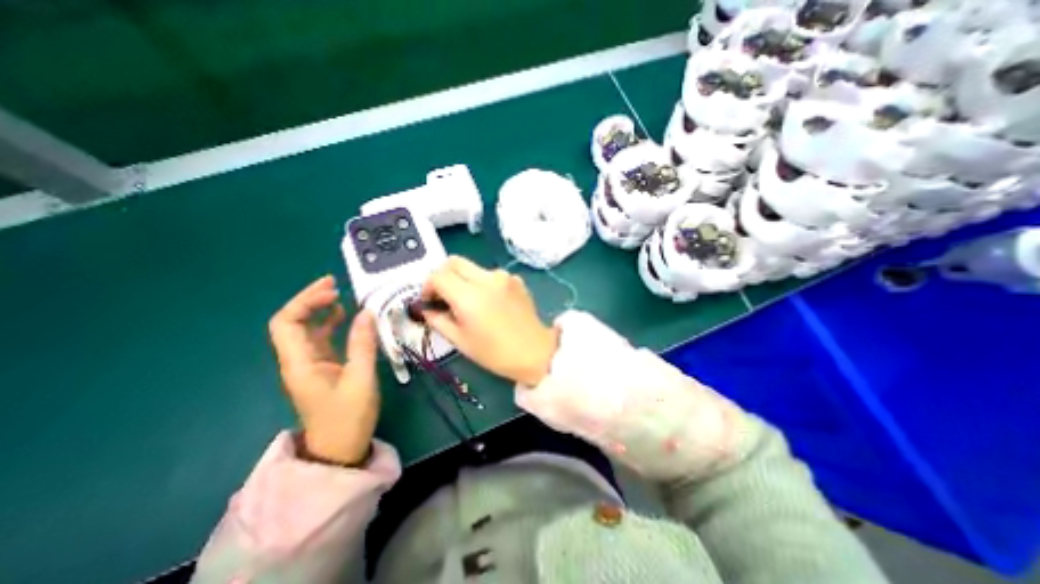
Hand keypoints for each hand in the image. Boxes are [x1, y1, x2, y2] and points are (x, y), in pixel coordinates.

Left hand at [267, 276, 380, 465]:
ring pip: (305, 329)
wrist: (339, 450)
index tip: (333, 291)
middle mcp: (298, 360)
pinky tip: (344, 317)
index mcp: (300, 363)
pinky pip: (319, 339)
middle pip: (291, 322)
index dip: (305, 302)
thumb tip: (366, 312)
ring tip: (340, 295)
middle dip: (309, 299)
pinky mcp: (321, 369)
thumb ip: (363, 344)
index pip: (287, 323)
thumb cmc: (348, 417)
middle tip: (334, 283)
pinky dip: (329, 324)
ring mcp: (309, 365)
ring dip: (319, 309)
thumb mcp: (361, 379)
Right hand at [419, 255, 555, 387]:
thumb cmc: (495, 353)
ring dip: (463, 279)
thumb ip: (438, 320)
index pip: (438, 276)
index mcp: (469, 297)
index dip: (427, 286)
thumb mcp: (460, 341)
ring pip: (472, 267)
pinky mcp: (516, 279)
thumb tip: (426, 308)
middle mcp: (486, 279)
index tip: (428, 300)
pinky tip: (489, 302)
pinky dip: (482, 283)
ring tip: (468, 302)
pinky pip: (491, 274)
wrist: (535, 352)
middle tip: (443, 295)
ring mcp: (504, 276)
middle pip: (454, 262)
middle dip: (443, 276)